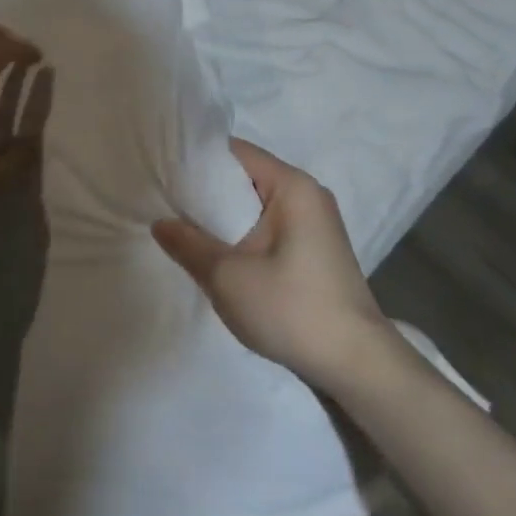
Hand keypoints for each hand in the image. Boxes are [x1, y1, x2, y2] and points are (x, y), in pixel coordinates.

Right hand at [153, 139, 386, 384]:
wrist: (356, 363)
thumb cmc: (292, 308)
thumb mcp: (227, 277)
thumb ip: (189, 244)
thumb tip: (160, 222)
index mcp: (292, 186)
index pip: (236, 153)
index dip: (197, 160)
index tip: (163, 174)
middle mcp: (308, 194)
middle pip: (246, 177)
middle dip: (207, 190)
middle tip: (166, 203)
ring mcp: (316, 222)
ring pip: (257, 205)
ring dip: (225, 216)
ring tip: (185, 228)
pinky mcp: (316, 249)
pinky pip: (270, 226)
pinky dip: (244, 232)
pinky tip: (220, 253)